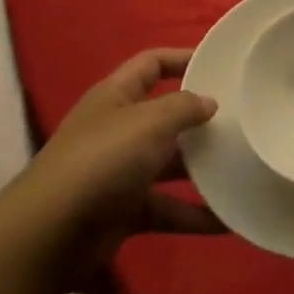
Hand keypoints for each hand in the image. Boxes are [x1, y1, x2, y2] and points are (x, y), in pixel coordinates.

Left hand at [18, 49, 223, 292]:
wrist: (48, 235)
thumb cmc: (102, 161)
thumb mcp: (149, 122)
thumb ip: (184, 107)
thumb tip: (209, 102)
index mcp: (116, 96)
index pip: (152, 64)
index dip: (182, 58)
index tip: (219, 64)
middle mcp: (118, 129)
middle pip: (165, 116)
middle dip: (200, 120)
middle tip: (242, 120)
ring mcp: (121, 172)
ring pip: (170, 165)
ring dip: (203, 169)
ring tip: (244, 168)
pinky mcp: (125, 212)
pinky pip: (168, 208)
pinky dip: (194, 215)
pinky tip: (228, 221)